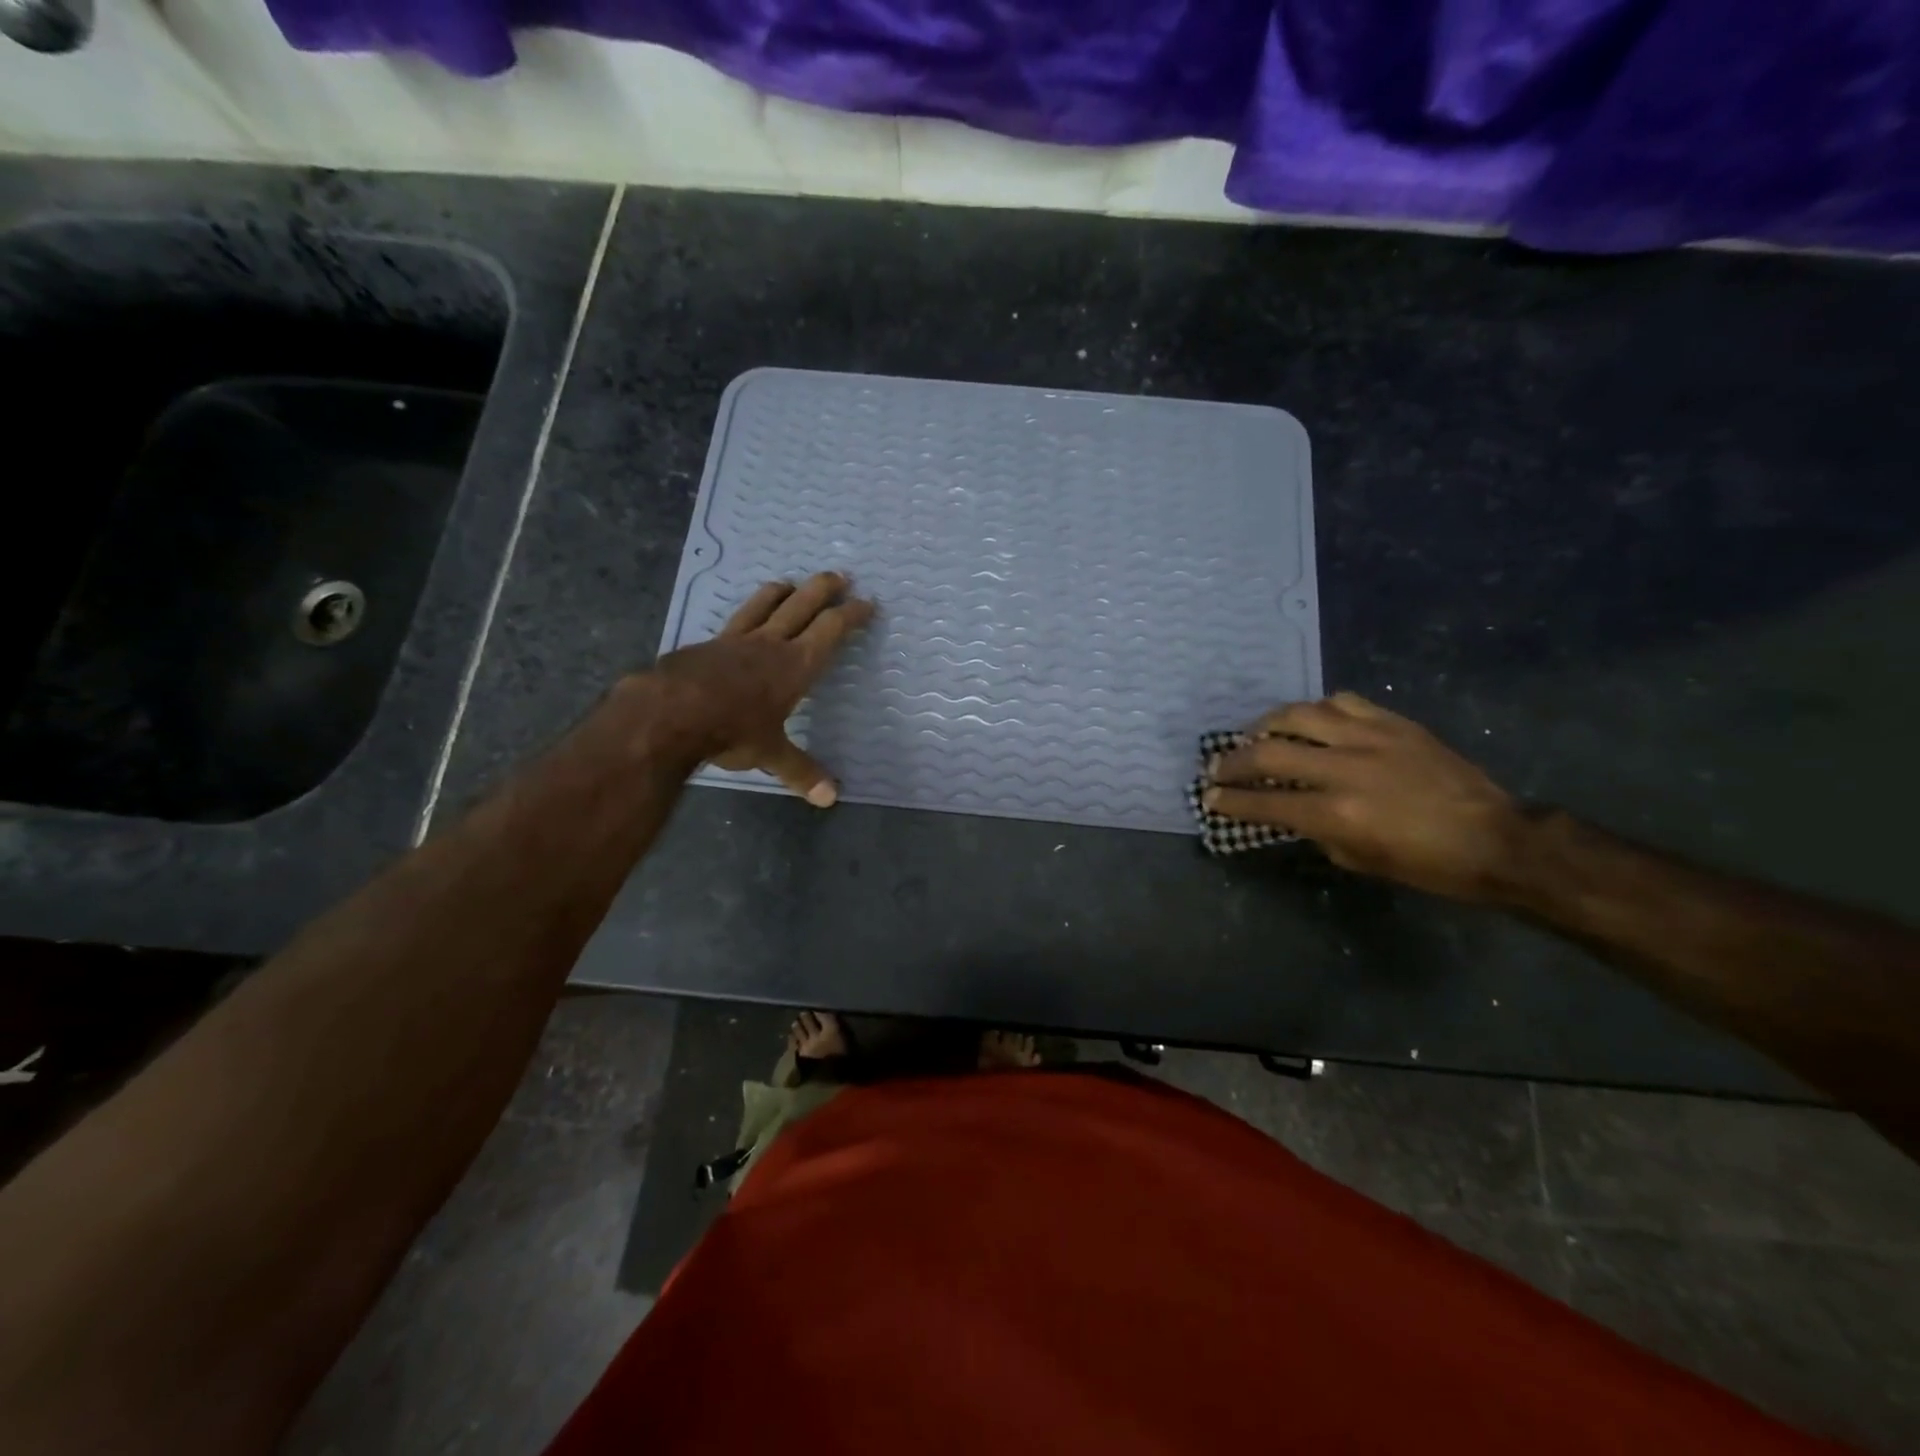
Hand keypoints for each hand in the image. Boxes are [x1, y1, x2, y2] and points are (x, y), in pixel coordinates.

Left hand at [636, 572, 874, 805]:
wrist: (669, 712)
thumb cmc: (731, 730)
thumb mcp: (770, 754)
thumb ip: (801, 772)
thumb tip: (830, 799)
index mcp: (796, 665)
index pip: (832, 629)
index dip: (852, 614)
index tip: (868, 604)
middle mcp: (770, 643)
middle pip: (802, 604)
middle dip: (824, 588)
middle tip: (839, 577)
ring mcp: (735, 639)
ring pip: (764, 603)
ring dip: (783, 591)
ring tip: (792, 585)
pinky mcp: (707, 644)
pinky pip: (734, 621)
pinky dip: (747, 614)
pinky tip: (742, 624)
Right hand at [1203, 693, 1527, 900]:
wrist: (1497, 839)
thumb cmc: (1427, 865)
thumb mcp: (1359, 859)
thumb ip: (1317, 830)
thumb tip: (1290, 810)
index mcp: (1335, 813)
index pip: (1264, 803)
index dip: (1230, 800)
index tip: (1209, 796)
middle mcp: (1344, 769)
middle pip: (1269, 752)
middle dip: (1233, 760)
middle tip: (1217, 766)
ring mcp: (1370, 739)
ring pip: (1300, 715)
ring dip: (1267, 725)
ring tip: (1256, 734)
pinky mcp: (1393, 722)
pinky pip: (1342, 702)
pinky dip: (1318, 711)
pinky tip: (1313, 721)